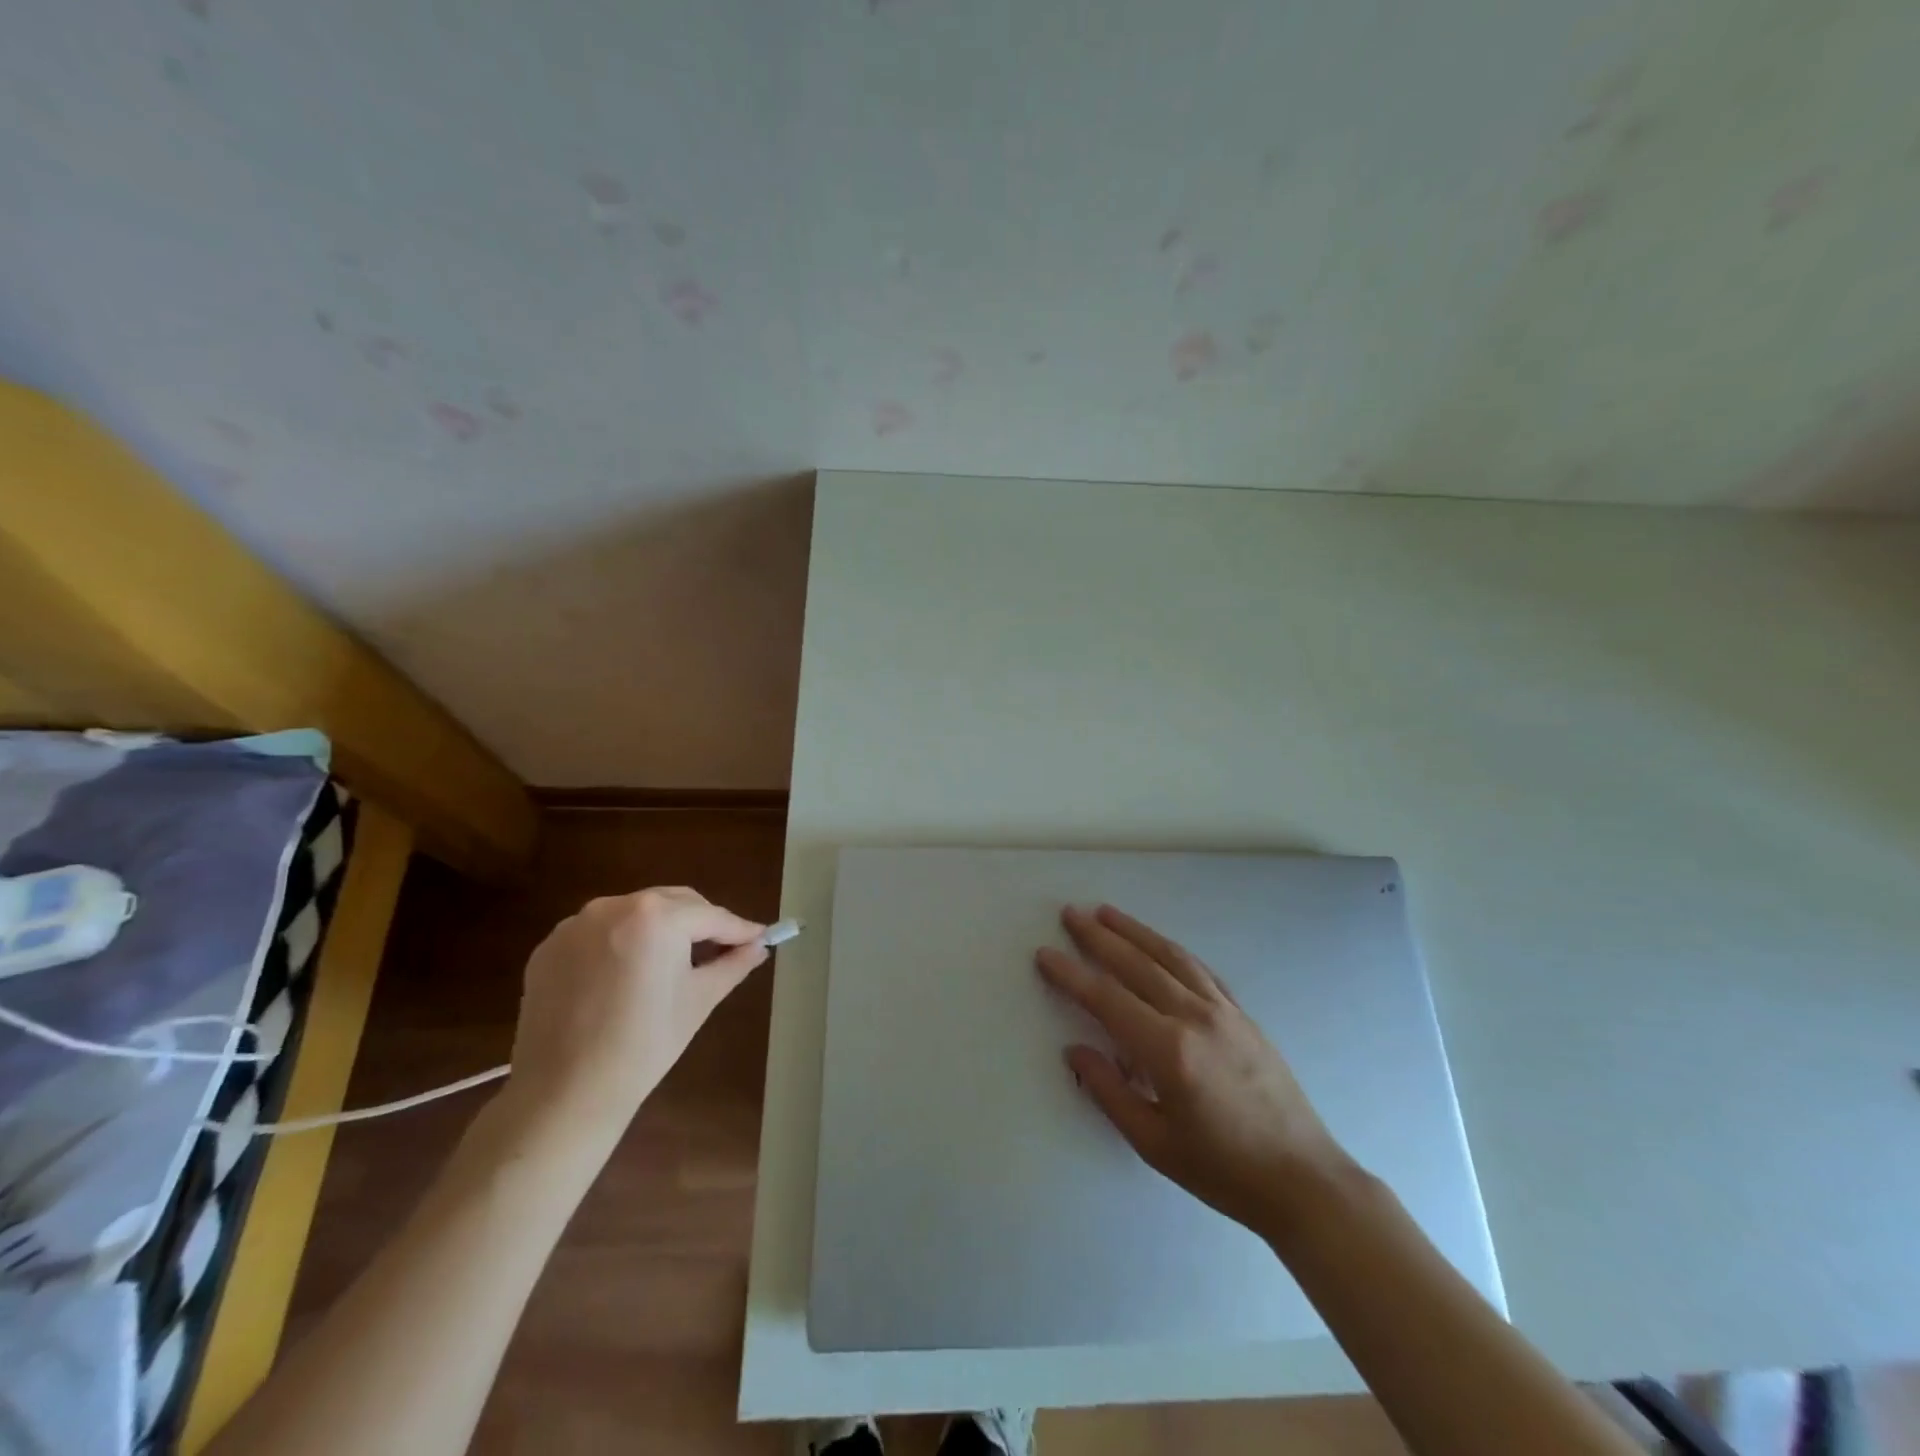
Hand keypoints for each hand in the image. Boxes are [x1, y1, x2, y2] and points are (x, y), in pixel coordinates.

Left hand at [505, 887, 767, 1136]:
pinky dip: (620, 944)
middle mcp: (614, 906)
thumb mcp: (699, 1000)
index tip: (760, 938)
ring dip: (659, 929)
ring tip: (670, 964)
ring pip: (635, 913)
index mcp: (657, 917)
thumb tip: (758, 946)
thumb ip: (733, 964)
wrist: (565, 1093)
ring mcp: (576, 925)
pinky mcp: (549, 947)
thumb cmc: (645, 1044)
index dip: (739, 929)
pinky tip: (625, 977)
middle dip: (699, 923)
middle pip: (673, 903)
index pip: (711, 915)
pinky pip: (599, 933)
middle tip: (720, 951)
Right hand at [1036, 904, 1355, 1241]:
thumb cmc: (1222, 1170)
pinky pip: (1200, 969)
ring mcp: (1223, 1011)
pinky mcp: (1242, 1015)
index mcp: (1168, 1050)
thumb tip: (1075, 1050)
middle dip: (1099, 937)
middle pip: (1137, 964)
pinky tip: (1158, 944)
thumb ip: (1109, 1091)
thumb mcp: (1154, 1143)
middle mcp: (1194, 1017)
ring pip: (1170, 957)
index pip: (1107, 998)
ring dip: (1134, 931)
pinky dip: (1171, 950)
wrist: (1303, 1180)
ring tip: (1106, 912)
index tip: (1045, 953)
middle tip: (1070, 914)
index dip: (1071, 974)